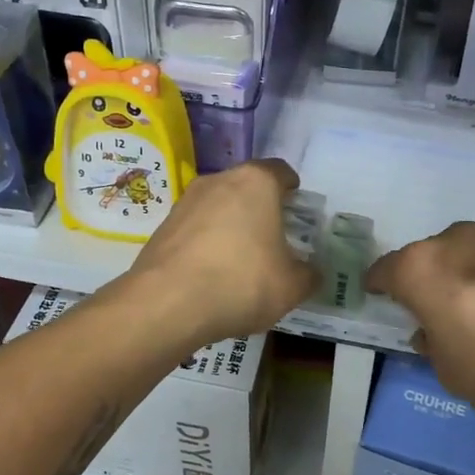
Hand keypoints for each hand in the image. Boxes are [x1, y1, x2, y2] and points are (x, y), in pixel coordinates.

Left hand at [126, 159, 317, 344]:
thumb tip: (311, 273)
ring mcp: (185, 202)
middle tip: (274, 235)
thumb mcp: (291, 286)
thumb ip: (308, 275)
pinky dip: (206, 243)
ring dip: (230, 225)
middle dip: (260, 207)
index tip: (297, 206)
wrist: (167, 304)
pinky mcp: (162, 227)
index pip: (280, 171)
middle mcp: (218, 181)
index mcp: (256, 182)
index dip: (292, 188)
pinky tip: (212, 274)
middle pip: (246, 186)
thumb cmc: (242, 282)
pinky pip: (195, 229)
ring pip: (218, 206)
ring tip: (241, 259)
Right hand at [366, 222, 474, 432]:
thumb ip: (432, 343)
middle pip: (426, 256)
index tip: (377, 296)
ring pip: (462, 253)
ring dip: (459, 274)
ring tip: (469, 306)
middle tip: (428, 307)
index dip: (378, 285)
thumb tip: (432, 331)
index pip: (385, 270)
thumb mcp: (448, 370)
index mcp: (421, 267)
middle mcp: (454, 242)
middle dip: (422, 277)